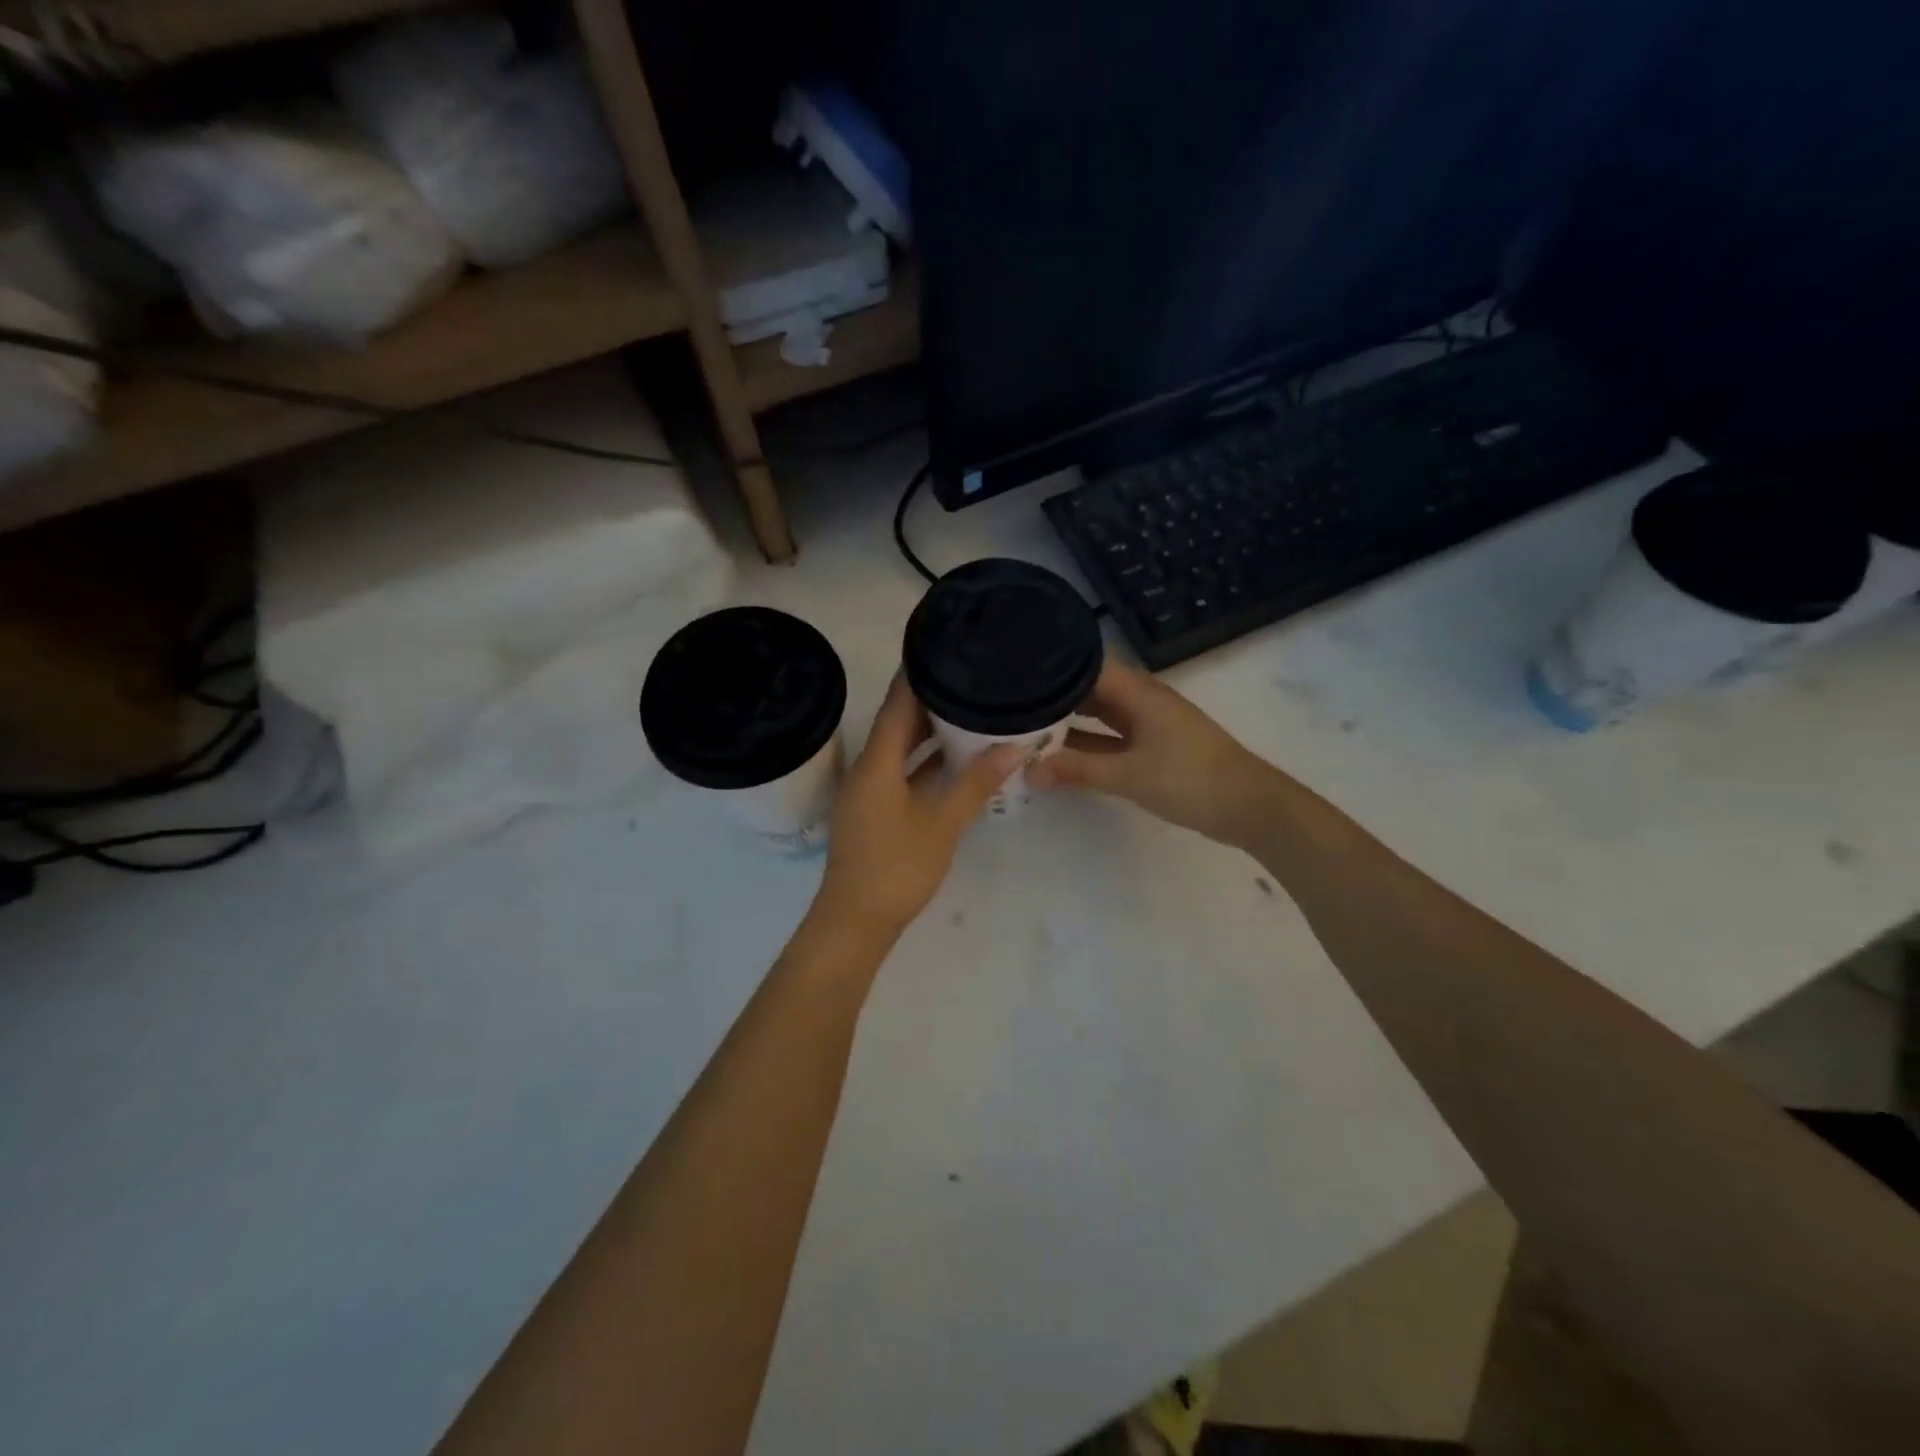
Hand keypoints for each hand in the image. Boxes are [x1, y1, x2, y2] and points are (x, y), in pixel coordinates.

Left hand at [813, 676, 1023, 942]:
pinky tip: (955, 760)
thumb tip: (1015, 746)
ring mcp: (869, 791)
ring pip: (900, 750)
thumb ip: (976, 783)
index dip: (917, 674)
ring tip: (968, 710)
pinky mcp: (875, 812)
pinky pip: (901, 772)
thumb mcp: (942, 823)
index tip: (943, 646)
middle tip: (968, 677)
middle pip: (897, 723)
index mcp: (877, 762)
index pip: (897, 703)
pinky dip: (924, 763)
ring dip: (929, 733)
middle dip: (930, 701)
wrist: (855, 922)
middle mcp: (867, 768)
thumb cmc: (896, 867)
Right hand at [1028, 659, 1280, 847]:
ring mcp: (1147, 724)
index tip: (1016, 672)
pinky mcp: (1151, 747)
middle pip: (1090, 688)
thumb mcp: (1129, 775)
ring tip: (1024, 726)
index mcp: (1139, 692)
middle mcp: (1141, 700)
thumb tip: (1027, 771)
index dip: (1053, 666)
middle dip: (1054, 695)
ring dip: (1068, 723)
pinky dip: (1086, 745)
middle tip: (1010, 702)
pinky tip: (1058, 756)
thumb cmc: (1190, 779)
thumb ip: (1077, 770)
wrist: (1248, 807)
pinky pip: (1109, 738)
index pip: (1087, 665)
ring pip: (1099, 715)